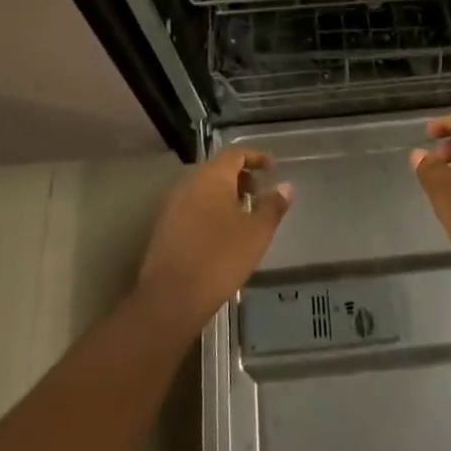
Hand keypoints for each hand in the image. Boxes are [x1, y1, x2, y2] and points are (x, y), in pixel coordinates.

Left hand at [138, 149, 291, 334]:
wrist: (172, 297)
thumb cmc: (221, 257)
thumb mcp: (257, 232)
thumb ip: (273, 206)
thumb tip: (285, 186)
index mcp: (212, 177)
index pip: (234, 153)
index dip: (255, 157)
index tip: (272, 168)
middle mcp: (189, 184)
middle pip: (217, 169)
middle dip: (241, 177)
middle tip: (259, 193)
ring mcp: (173, 206)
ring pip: (204, 189)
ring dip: (225, 194)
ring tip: (244, 215)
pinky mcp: (165, 228)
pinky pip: (193, 207)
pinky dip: (211, 210)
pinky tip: (222, 234)